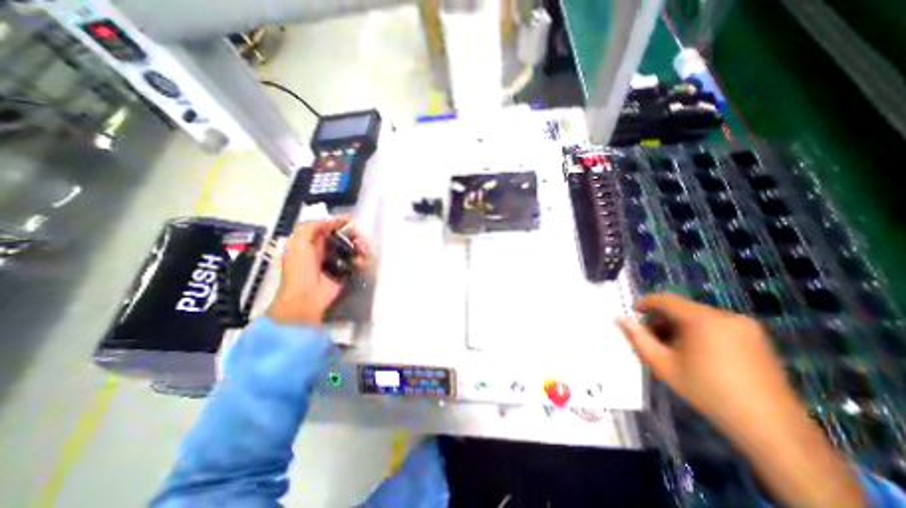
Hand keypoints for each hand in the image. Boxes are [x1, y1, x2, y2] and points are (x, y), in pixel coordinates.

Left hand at [266, 216, 368, 325]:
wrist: (307, 298)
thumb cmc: (301, 270)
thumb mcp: (298, 243)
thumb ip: (312, 226)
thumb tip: (336, 219)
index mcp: (311, 241)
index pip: (329, 226)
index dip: (339, 222)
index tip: (351, 221)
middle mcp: (324, 249)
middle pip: (344, 236)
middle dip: (354, 235)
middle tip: (360, 240)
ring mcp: (336, 261)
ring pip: (353, 248)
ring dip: (359, 248)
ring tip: (362, 253)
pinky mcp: (346, 272)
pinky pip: (357, 261)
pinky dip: (361, 260)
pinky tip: (360, 263)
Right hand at [613, 292, 793, 438]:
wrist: (771, 427)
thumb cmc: (707, 391)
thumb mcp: (663, 364)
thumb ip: (638, 338)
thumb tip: (620, 319)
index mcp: (703, 319)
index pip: (666, 299)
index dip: (645, 302)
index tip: (633, 312)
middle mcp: (726, 316)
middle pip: (682, 307)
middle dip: (662, 318)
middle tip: (651, 337)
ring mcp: (745, 326)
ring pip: (699, 316)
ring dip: (679, 325)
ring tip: (672, 347)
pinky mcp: (757, 337)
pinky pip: (717, 324)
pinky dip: (699, 331)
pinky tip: (695, 352)